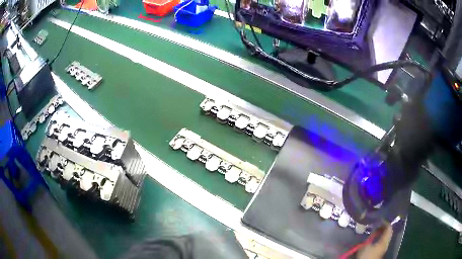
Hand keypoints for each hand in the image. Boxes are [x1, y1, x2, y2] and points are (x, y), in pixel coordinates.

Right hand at [357, 225, 392, 258]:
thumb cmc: (367, 255)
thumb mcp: (365, 245)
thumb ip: (370, 237)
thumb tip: (372, 230)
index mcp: (385, 240)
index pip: (389, 227)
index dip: (385, 222)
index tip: (379, 219)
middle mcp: (386, 243)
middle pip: (388, 232)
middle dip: (383, 228)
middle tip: (377, 224)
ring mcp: (384, 248)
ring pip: (385, 237)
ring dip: (381, 233)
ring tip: (375, 231)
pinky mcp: (380, 252)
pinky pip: (382, 242)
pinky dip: (379, 238)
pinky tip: (374, 239)